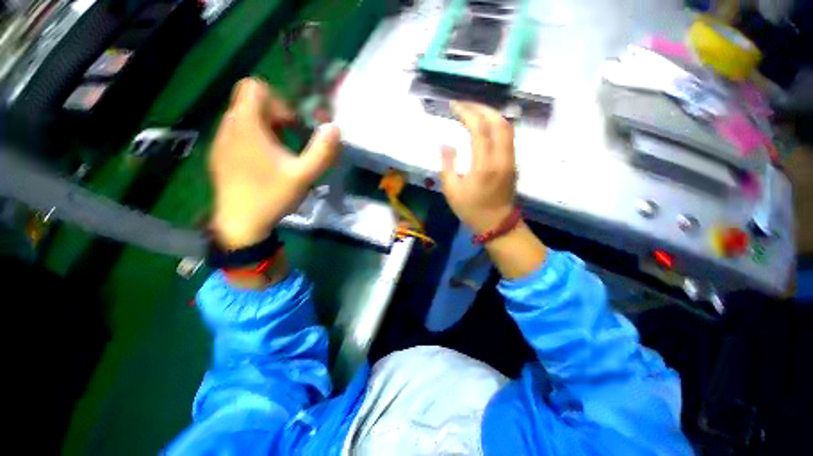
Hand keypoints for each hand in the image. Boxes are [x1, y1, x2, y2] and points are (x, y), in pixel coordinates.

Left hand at [210, 78, 340, 248]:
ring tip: (280, 155)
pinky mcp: (219, 155)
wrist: (240, 223)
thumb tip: (336, 128)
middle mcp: (228, 126)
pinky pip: (237, 135)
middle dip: (276, 117)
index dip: (278, 100)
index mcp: (247, 125)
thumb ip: (322, 151)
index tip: (292, 125)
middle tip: (292, 142)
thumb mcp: (305, 175)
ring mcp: (220, 141)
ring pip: (244, 120)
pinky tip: (264, 165)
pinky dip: (254, 141)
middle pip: (251, 104)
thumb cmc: (272, 196)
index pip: (254, 87)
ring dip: (266, 130)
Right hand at [440, 101, 516, 233]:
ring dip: (490, 114)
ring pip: (507, 127)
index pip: (479, 129)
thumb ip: (447, 165)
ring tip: (473, 111)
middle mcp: (501, 158)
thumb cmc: (471, 210)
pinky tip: (484, 125)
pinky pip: (508, 136)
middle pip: (498, 121)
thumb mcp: (451, 191)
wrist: (496, 224)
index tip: (454, 106)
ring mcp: (511, 159)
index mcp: (484, 166)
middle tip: (463, 105)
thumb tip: (445, 144)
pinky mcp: (513, 162)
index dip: (466, 113)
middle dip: (481, 107)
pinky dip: (496, 124)